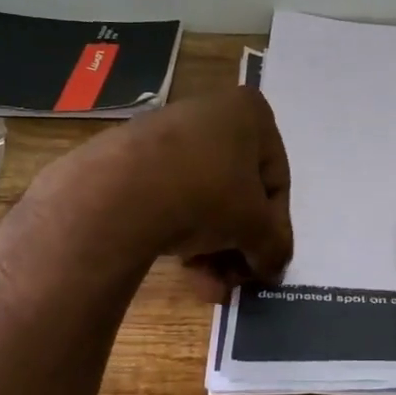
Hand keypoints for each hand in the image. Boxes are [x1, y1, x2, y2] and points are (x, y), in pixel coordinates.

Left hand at [105, 86, 294, 300]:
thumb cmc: (207, 194)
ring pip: (203, 197)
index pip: (276, 181)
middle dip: (237, 242)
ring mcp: (167, 132)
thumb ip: (275, 247)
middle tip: (233, 278)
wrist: (119, 192)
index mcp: (250, 112)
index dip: (274, 228)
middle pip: (236, 190)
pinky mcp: (131, 155)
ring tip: (205, 282)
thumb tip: (273, 266)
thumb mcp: (256, 227)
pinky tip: (180, 267)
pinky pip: (169, 195)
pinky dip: (179, 229)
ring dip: (211, 244)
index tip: (265, 262)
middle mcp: (210, 112)